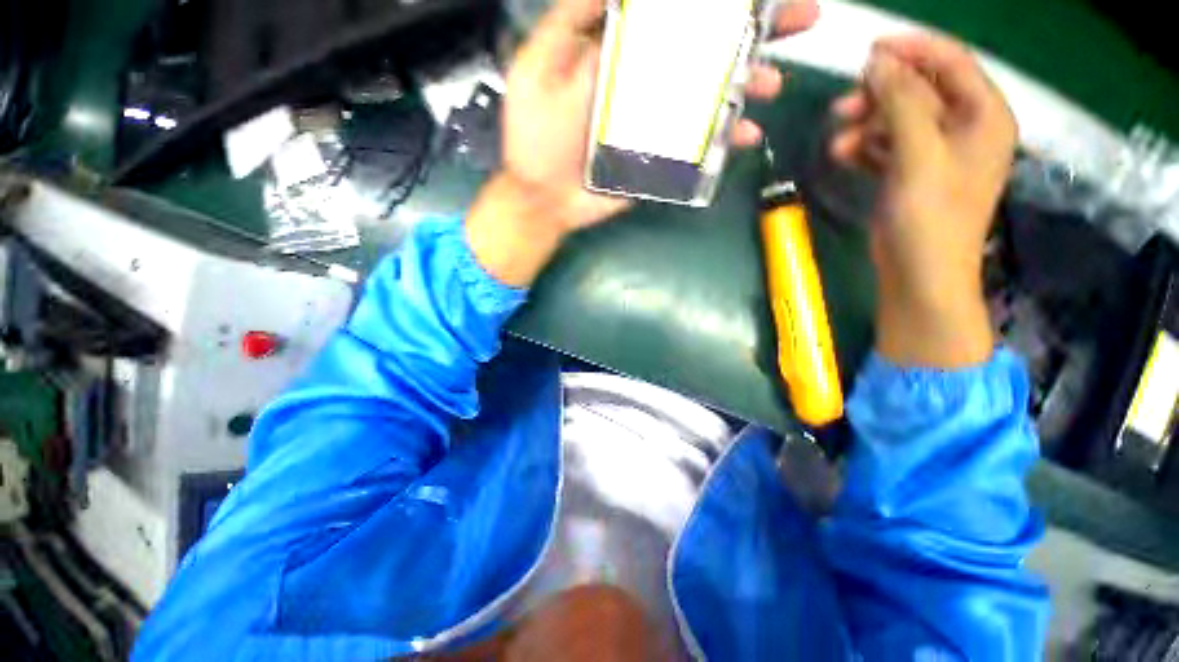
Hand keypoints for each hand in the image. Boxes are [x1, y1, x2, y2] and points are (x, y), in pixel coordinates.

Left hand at [467, 0, 819, 286]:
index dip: (714, 3)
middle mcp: (645, 80)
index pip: (672, 13)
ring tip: (774, 83)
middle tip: (798, 19)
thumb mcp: (540, 69)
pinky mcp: (660, 157)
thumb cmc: (535, 137)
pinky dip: (726, 138)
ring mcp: (656, 120)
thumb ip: (572, 22)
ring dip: (747, 84)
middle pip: (702, 47)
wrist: (544, 199)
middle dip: (751, 31)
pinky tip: (748, 135)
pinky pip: (700, 143)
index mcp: (619, 51)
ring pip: (709, 93)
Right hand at [830, 33, 1016, 367]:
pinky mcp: (911, 174)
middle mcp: (965, 128)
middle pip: (922, 90)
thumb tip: (876, 61)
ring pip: (899, 119)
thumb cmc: (929, 218)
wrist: (919, 275)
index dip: (912, 50)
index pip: (952, 62)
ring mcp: (937, 153)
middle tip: (843, 105)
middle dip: (881, 93)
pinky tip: (843, 154)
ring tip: (837, 139)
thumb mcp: (918, 155)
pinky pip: (887, 145)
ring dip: (867, 123)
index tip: (868, 51)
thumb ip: (900, 103)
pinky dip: (865, 146)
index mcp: (984, 116)